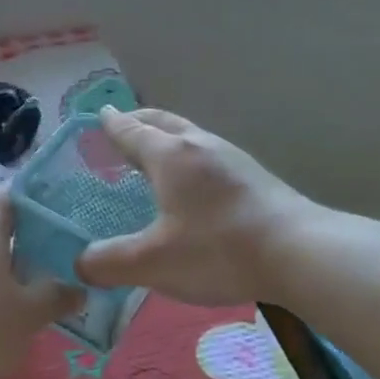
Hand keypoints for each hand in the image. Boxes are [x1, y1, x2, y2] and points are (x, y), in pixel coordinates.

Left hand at [0, 190, 81, 378]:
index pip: (10, 194)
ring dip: (10, 268)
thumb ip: (56, 298)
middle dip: (30, 239)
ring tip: (41, 286)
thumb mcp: (28, 315)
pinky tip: (5, 314)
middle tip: (63, 253)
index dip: (36, 195)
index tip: (64, 205)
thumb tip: (79, 288)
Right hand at [76, 107, 316, 306]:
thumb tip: (79, 264)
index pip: (131, 131)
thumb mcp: (153, 262)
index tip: (98, 114)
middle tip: (121, 125)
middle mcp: (199, 145)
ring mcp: (231, 158)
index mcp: (169, 155)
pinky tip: (193, 183)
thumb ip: (110, 262)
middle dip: (138, 121)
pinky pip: (208, 153)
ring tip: (154, 155)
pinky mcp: (253, 176)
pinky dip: (188, 156)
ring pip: (189, 135)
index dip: (111, 124)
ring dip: (166, 138)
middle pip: (162, 122)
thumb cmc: (218, 249)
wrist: (300, 251)